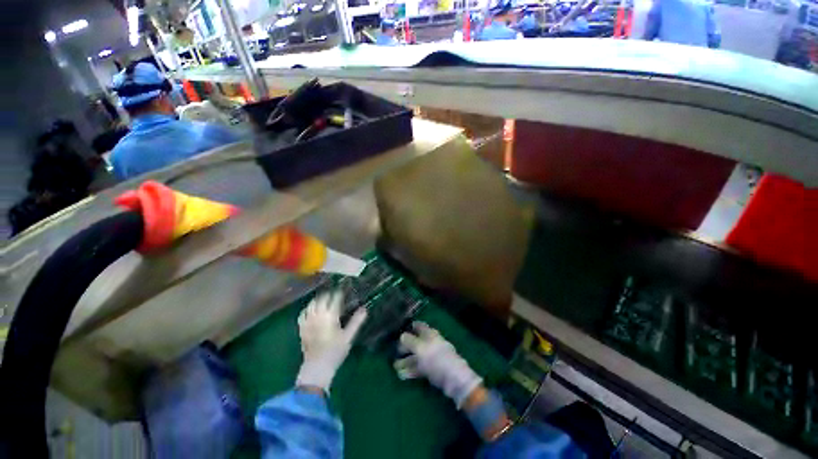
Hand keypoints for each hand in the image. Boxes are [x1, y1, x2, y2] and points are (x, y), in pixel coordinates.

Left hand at [296, 291, 367, 391]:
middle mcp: (318, 315)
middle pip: (322, 298)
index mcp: (330, 316)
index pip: (335, 298)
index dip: (340, 292)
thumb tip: (364, 309)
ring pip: (312, 304)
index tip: (345, 288)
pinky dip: (308, 308)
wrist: (317, 367)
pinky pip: (303, 313)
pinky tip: (311, 308)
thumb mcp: (349, 336)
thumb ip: (356, 321)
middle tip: (335, 292)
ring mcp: (308, 321)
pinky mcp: (302, 328)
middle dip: (329, 293)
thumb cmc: (335, 351)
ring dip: (318, 298)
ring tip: (324, 297)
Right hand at [394, 322, 481, 407]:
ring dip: (406, 361)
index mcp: (429, 334)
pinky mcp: (432, 370)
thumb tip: (402, 336)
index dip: (409, 327)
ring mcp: (432, 357)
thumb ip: (409, 341)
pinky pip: (419, 367)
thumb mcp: (420, 348)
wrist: (453, 379)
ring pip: (416, 356)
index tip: (398, 331)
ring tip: (395, 367)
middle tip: (394, 351)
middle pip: (416, 342)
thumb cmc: (435, 358)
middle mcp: (431, 343)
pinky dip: (411, 370)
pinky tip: (402, 375)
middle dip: (404, 347)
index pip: (418, 326)